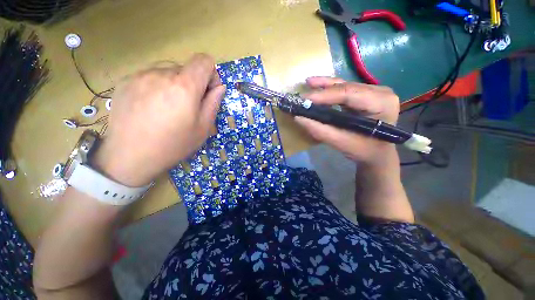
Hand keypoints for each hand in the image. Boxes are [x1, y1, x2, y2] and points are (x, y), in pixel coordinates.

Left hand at [94, 54, 224, 186]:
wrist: (131, 156)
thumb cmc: (174, 144)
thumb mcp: (203, 128)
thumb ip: (213, 103)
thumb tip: (220, 87)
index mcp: (184, 86)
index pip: (204, 60)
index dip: (211, 74)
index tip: (207, 92)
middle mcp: (161, 73)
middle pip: (186, 67)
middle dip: (192, 83)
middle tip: (187, 106)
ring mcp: (140, 75)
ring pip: (167, 71)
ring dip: (174, 84)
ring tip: (167, 107)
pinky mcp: (125, 81)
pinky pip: (150, 76)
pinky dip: (157, 86)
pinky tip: (151, 107)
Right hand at [295, 77, 399, 165]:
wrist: (377, 153)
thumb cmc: (364, 151)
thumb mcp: (341, 143)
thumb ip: (320, 130)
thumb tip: (298, 118)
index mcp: (381, 103)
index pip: (349, 94)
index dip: (324, 95)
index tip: (303, 99)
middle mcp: (380, 92)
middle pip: (345, 88)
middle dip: (321, 92)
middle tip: (302, 97)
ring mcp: (373, 91)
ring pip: (344, 86)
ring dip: (324, 86)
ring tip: (307, 84)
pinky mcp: (365, 94)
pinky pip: (344, 89)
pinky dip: (329, 89)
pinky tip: (317, 85)